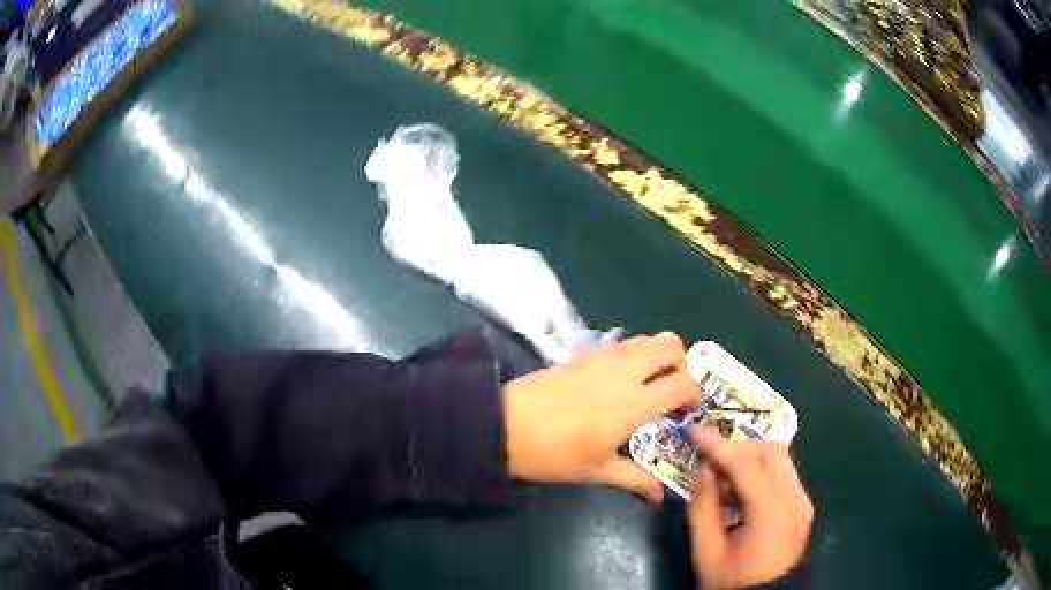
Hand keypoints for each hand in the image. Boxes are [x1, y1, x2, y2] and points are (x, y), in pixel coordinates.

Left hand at [502, 332, 697, 500]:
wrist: (504, 425)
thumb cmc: (554, 453)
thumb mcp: (597, 470)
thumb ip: (635, 479)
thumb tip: (660, 495)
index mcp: (634, 402)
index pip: (683, 383)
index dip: (695, 395)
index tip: (689, 412)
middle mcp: (624, 371)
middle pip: (670, 345)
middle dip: (682, 364)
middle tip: (673, 391)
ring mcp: (602, 357)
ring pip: (646, 339)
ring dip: (658, 357)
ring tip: (650, 386)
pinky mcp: (583, 353)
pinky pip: (622, 344)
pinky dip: (634, 355)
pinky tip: (620, 383)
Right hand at [687, 426, 812, 588]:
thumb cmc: (733, 583)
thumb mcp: (707, 554)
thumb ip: (702, 509)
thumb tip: (702, 470)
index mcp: (773, 514)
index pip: (747, 464)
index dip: (718, 444)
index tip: (693, 430)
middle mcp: (795, 500)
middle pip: (771, 451)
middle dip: (737, 447)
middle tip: (708, 457)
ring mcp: (802, 501)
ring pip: (779, 459)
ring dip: (748, 457)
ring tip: (720, 476)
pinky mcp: (801, 506)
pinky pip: (781, 474)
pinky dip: (759, 471)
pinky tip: (738, 491)